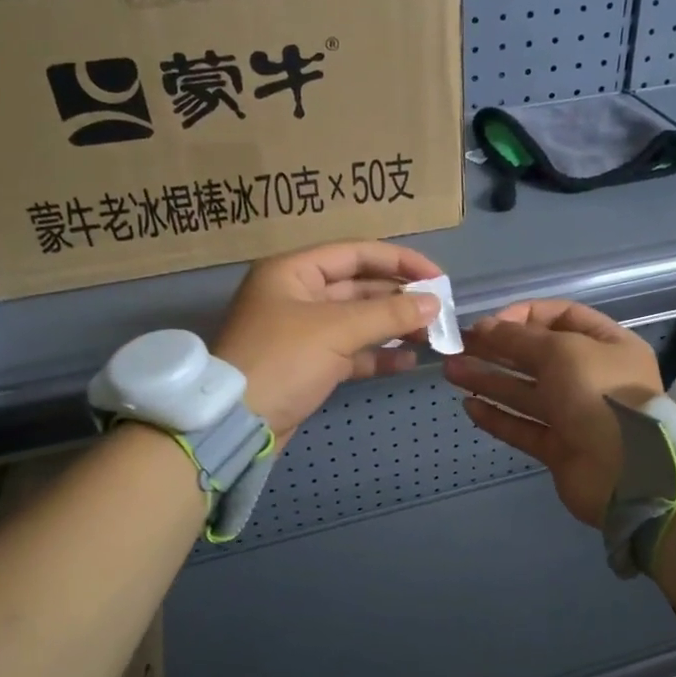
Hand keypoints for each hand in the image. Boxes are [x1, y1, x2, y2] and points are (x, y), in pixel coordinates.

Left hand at [213, 241, 442, 441]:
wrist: (236, 423)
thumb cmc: (283, 361)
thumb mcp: (337, 330)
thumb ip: (389, 313)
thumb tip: (434, 303)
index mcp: (294, 271)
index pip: (356, 253)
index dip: (399, 261)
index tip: (437, 277)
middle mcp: (297, 294)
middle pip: (359, 286)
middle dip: (399, 297)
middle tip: (440, 310)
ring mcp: (302, 331)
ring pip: (357, 320)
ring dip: (393, 325)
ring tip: (431, 335)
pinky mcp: (309, 364)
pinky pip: (350, 351)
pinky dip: (377, 354)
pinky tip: (408, 360)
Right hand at [445, 300, 662, 525]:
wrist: (626, 473)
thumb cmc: (599, 394)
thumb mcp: (562, 350)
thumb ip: (520, 337)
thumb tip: (485, 327)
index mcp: (608, 345)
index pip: (562, 317)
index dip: (524, 316)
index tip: (490, 323)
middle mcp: (594, 376)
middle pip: (538, 355)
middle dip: (498, 348)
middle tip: (458, 345)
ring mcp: (576, 415)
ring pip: (526, 392)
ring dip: (489, 379)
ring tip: (450, 371)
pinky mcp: (560, 448)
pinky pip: (524, 427)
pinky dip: (498, 417)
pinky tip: (469, 406)